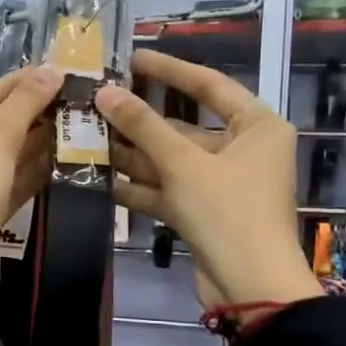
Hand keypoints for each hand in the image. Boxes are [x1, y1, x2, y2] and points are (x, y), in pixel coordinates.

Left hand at [0, 66, 59, 304]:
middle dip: (28, 115)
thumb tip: (50, 71)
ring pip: (1, 160)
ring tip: (72, 121)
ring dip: (34, 143)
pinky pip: (8, 186)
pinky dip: (31, 173)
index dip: (14, 86)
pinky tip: (63, 156)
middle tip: (68, 96)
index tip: (50, 71)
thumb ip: (22, 106)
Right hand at [95, 50, 321, 310]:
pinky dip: (141, 186)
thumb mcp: (183, 164)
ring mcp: (223, 183)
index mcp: (257, 126)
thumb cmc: (228, 212)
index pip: (209, 85)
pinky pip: (169, 189)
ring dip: (134, 154)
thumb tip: (105, 91)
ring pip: (172, 160)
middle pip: (185, 126)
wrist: (250, 288)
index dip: (169, 70)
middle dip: (140, 121)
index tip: (132, 57)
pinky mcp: (205, 212)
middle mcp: (243, 149)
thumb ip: (143, 126)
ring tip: (88, 138)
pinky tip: (102, 179)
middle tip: (97, 103)